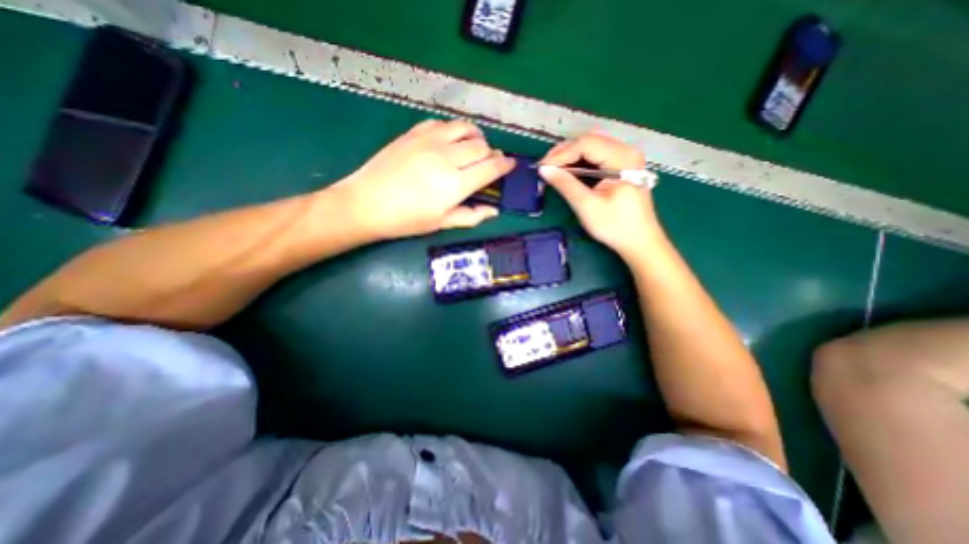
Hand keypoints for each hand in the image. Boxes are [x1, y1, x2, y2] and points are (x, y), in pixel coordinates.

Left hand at [334, 118, 513, 238]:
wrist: (367, 203)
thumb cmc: (406, 220)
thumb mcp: (441, 223)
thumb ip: (471, 216)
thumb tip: (494, 211)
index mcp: (456, 184)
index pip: (491, 168)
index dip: (504, 165)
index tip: (510, 165)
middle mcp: (447, 157)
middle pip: (482, 147)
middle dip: (492, 153)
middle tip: (492, 162)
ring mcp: (430, 141)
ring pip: (465, 128)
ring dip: (476, 136)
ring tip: (475, 147)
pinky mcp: (414, 133)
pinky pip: (442, 123)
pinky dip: (453, 130)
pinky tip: (450, 141)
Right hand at [539, 130, 666, 258]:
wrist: (639, 241)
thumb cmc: (615, 226)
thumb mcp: (587, 206)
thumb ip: (565, 184)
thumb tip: (544, 170)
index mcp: (622, 158)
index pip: (586, 144)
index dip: (561, 154)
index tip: (542, 167)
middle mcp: (626, 151)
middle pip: (589, 141)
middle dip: (564, 152)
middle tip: (546, 168)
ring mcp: (626, 158)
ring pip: (592, 147)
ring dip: (571, 156)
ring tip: (554, 169)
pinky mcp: (623, 167)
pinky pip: (597, 156)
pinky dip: (580, 162)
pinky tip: (569, 171)